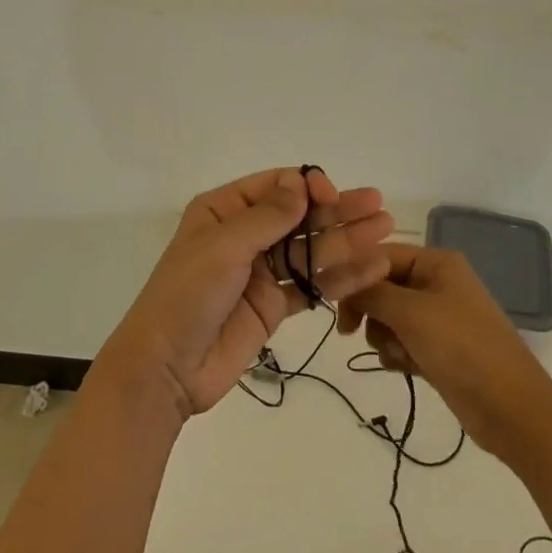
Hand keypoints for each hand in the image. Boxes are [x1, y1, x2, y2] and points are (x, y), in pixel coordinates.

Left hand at [96, 167, 394, 421]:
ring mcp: (261, 271)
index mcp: (224, 210)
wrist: (166, 369)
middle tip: (379, 207)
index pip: (276, 187)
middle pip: (299, 217)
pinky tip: (371, 268)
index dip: (308, 187)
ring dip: (347, 241)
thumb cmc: (186, 296)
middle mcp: (245, 235)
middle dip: (337, 211)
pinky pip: (311, 285)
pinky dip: (340, 277)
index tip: (333, 196)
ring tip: (385, 232)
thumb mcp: (222, 247)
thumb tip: (302, 183)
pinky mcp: (274, 305)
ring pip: (310, 250)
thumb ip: (267, 217)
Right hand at [337, 242, 551, 463]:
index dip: (355, 275)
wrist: (511, 410)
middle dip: (370, 310)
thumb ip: (371, 291)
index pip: (381, 255)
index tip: (332, 302)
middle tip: (351, 332)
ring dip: (384, 336)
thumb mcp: (411, 312)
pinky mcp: (439, 348)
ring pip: (389, 316)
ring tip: (398, 355)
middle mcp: (437, 283)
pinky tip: (406, 368)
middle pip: (382, 286)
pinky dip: (398, 353)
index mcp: (437, 262)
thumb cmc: (461, 348)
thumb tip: (341, 279)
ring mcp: (439, 317)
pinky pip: (402, 340)